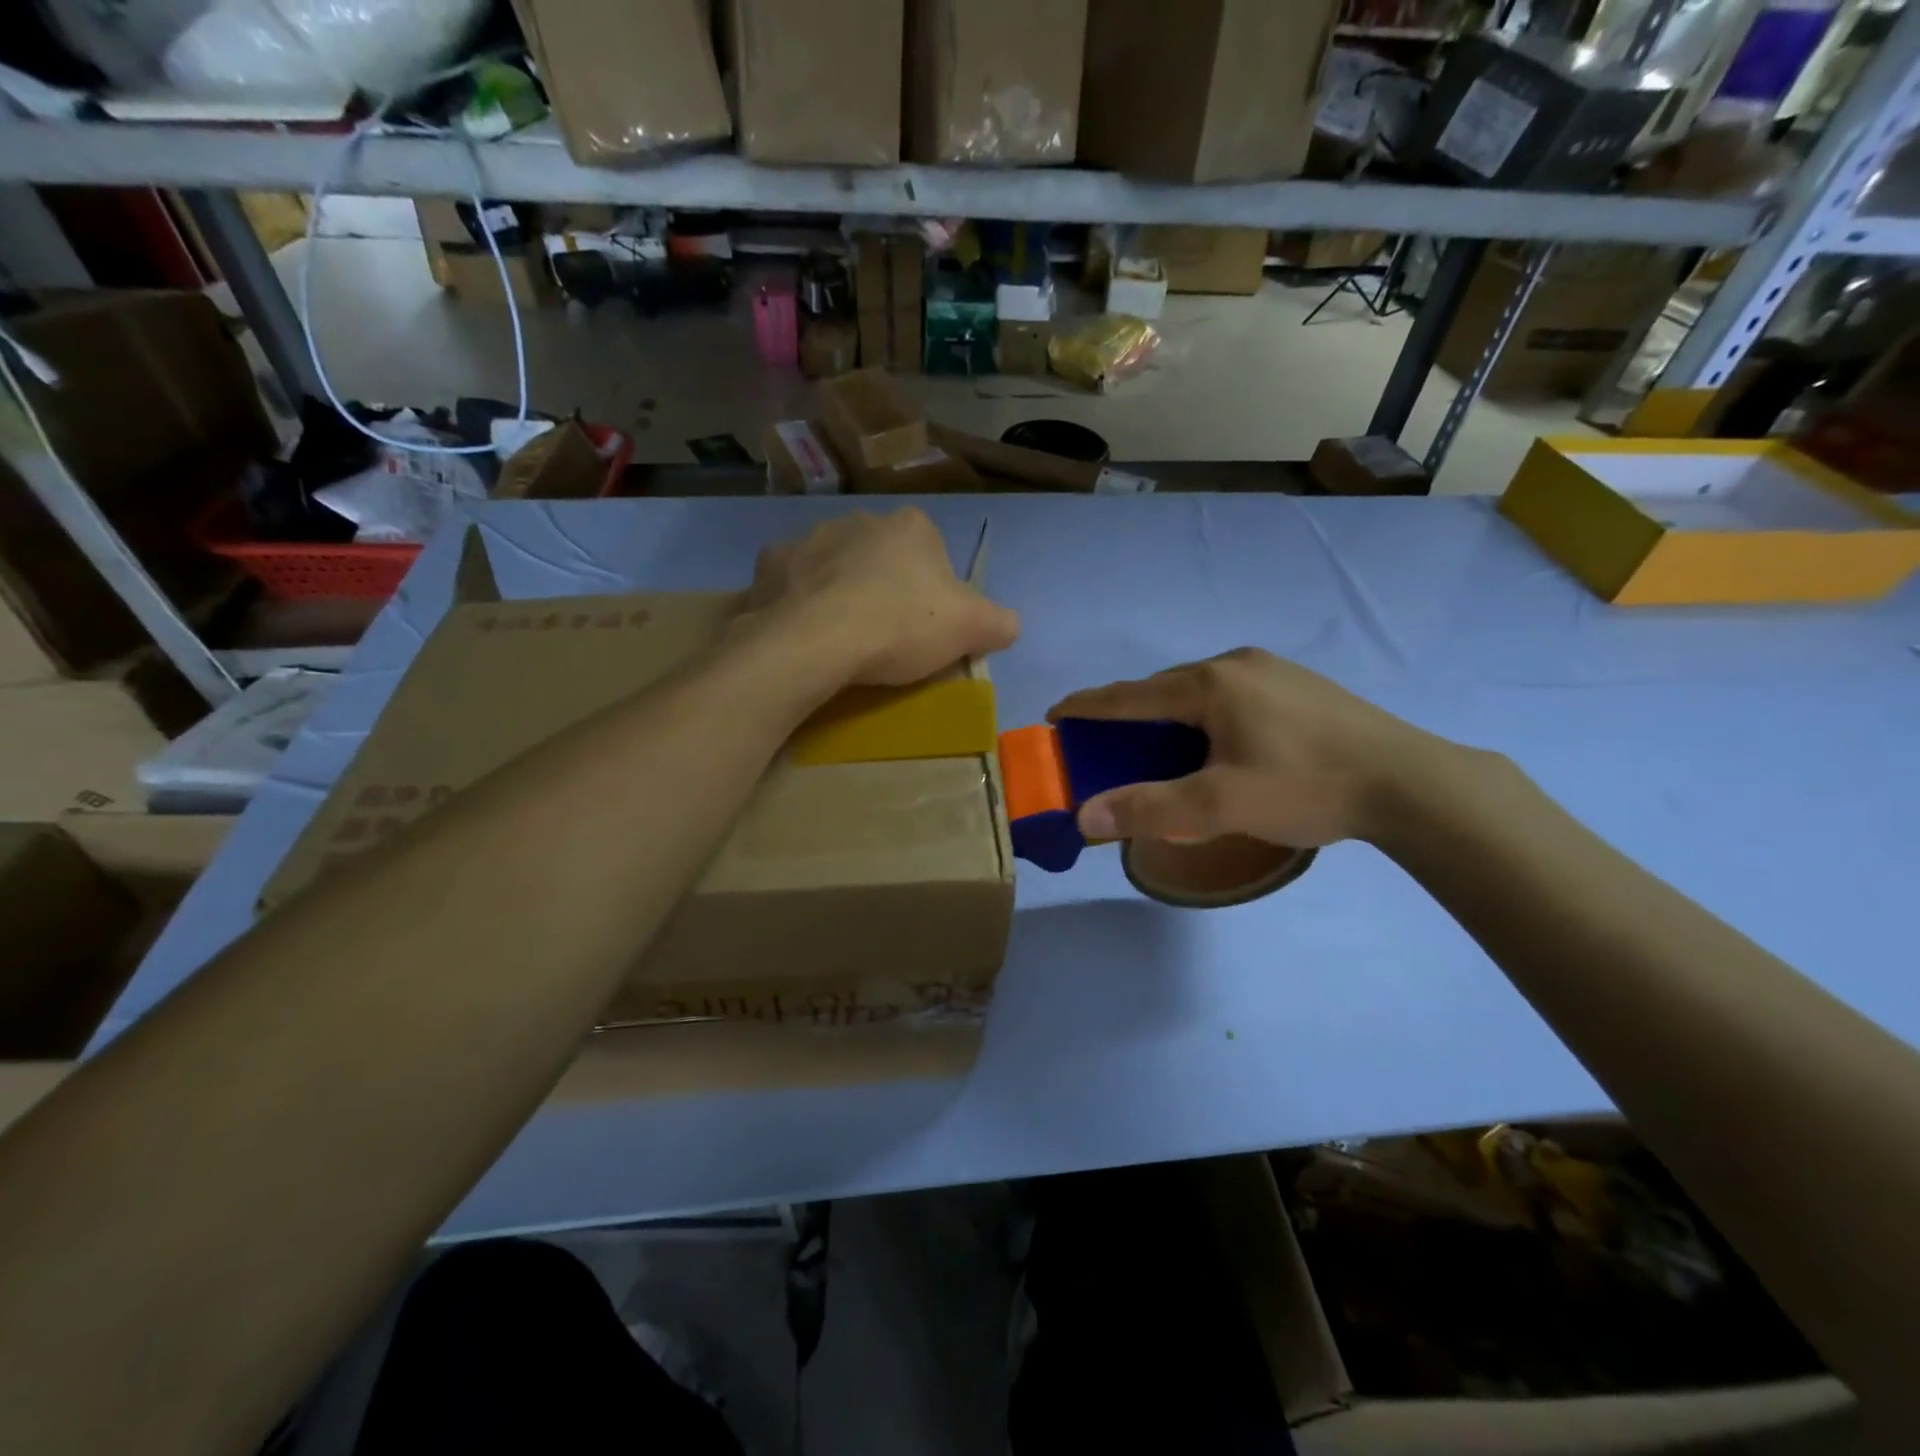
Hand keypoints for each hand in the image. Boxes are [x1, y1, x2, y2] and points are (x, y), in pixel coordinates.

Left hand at [746, 508, 1019, 686]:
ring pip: (834, 565)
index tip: (926, 627)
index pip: (933, 553)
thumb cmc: (899, 626)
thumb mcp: (971, 629)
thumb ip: (999, 621)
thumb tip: (1007, 623)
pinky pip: (793, 582)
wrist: (814, 641)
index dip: (933, 590)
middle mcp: (859, 518)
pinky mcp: (769, 563)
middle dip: (884, 586)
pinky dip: (799, 601)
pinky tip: (805, 633)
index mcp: (911, 526)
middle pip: (881, 556)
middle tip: (885, 635)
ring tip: (842, 637)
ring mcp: (809, 537)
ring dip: (840, 590)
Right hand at [1048, 648, 1453, 847]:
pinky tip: (1218, 741)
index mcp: (1210, 684)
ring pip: (1200, 690)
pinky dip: (1205, 715)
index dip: (1089, 706)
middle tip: (1106, 741)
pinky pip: (1231, 693)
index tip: (1056, 714)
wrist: (1410, 782)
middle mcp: (1236, 663)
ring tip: (1159, 745)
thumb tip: (1084, 817)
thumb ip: (1148, 809)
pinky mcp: (1299, 685)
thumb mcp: (1219, 805)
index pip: (1131, 695)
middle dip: (1129, 713)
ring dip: (1170, 714)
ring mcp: (1273, 670)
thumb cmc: (1306, 786)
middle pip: (1165, 688)